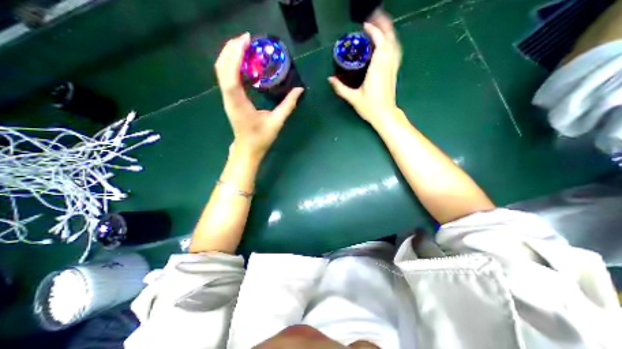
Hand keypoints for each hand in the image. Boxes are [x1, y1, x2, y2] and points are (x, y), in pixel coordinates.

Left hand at [216, 33, 304, 160]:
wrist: (247, 149)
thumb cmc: (260, 138)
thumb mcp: (276, 122)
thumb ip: (288, 105)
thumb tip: (299, 90)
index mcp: (239, 103)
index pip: (230, 75)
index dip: (235, 55)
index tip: (247, 40)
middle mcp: (229, 98)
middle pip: (221, 67)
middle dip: (231, 48)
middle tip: (247, 39)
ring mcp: (227, 98)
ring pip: (221, 71)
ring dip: (230, 55)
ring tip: (245, 46)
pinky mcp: (229, 99)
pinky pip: (226, 77)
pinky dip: (232, 64)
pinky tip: (243, 62)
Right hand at [330, 11, 402, 125]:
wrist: (385, 115)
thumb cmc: (369, 108)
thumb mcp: (353, 98)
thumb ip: (341, 88)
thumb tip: (330, 79)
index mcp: (377, 69)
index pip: (379, 44)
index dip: (373, 32)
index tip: (364, 26)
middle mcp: (387, 65)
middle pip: (389, 39)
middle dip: (382, 26)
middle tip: (373, 18)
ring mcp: (392, 68)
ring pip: (394, 44)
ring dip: (389, 32)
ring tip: (380, 25)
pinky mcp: (394, 72)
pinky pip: (396, 52)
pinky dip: (392, 43)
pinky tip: (388, 41)